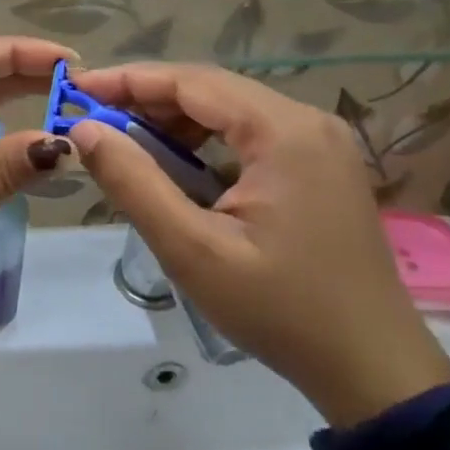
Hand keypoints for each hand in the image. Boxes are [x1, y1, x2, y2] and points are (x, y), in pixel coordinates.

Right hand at [66, 64, 449, 427]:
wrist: (372, 369)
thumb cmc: (280, 309)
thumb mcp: (192, 249)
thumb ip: (134, 182)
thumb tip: (84, 130)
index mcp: (284, 132)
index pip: (192, 81)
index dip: (128, 80)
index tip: (76, 88)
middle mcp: (308, 121)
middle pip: (212, 88)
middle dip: (147, 98)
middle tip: (93, 117)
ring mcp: (321, 142)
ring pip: (230, 109)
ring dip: (175, 119)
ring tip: (125, 141)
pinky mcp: (321, 165)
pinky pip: (251, 133)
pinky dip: (205, 139)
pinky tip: (178, 163)